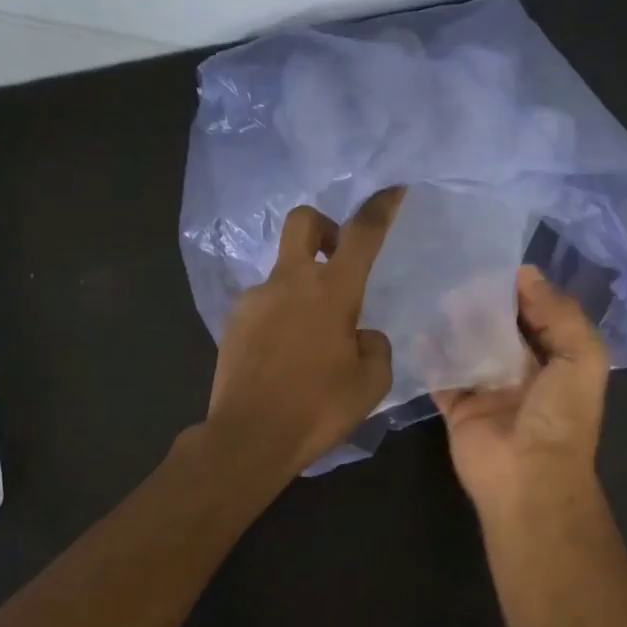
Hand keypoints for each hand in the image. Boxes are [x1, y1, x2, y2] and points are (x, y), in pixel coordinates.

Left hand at [207, 188, 404, 478]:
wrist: (249, 437)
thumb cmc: (318, 408)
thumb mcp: (371, 381)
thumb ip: (374, 346)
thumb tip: (360, 334)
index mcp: (331, 291)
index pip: (362, 234)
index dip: (379, 207)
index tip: (392, 189)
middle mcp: (290, 282)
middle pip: (303, 222)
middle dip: (324, 226)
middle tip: (338, 258)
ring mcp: (256, 299)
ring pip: (284, 271)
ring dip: (303, 286)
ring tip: (313, 338)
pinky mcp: (234, 321)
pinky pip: (266, 304)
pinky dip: (282, 315)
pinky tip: (286, 354)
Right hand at [433, 265, 607, 521]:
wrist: (528, 478)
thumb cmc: (560, 416)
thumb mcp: (581, 357)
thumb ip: (560, 313)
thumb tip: (527, 273)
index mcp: (557, 361)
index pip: (540, 316)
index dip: (523, 290)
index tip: (496, 262)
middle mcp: (523, 373)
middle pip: (501, 329)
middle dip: (484, 303)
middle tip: (459, 271)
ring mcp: (488, 391)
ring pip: (469, 348)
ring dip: (456, 323)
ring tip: (437, 291)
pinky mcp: (458, 407)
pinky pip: (440, 375)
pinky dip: (429, 354)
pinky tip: (417, 327)